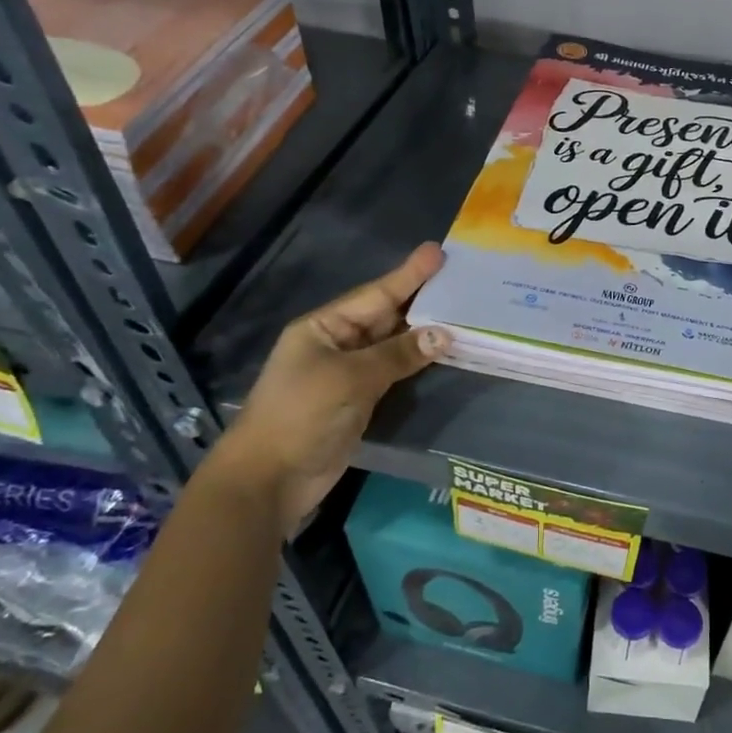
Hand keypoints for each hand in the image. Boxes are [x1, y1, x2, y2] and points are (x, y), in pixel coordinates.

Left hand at [212, 243, 449, 533]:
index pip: (374, 295)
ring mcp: (347, 374)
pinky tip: (442, 353)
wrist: (270, 479)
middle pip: (385, 316)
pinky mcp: (359, 400)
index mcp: (323, 328)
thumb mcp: (350, 378)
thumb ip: (398, 354)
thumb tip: (444, 335)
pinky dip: (417, 362)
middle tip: (459, 279)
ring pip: (393, 345)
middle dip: (420, 299)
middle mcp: (336, 344)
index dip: (408, 275)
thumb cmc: (302, 415)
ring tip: (461, 312)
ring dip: (424, 333)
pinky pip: (394, 372)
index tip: (438, 252)